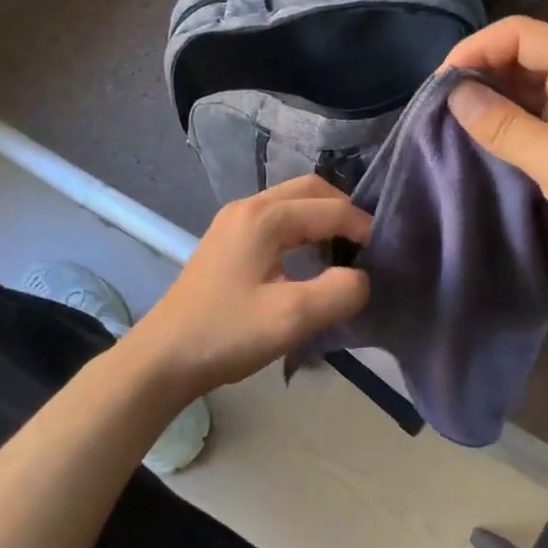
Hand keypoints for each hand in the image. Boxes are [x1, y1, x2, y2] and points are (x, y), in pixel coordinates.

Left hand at [126, 175, 371, 397]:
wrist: (163, 358)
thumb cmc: (227, 334)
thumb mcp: (292, 318)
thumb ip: (339, 292)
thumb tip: (362, 278)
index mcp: (265, 217)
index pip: (330, 209)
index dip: (363, 228)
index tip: (384, 255)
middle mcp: (248, 207)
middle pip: (309, 190)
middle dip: (343, 210)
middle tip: (366, 244)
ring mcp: (233, 221)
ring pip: (291, 202)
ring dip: (321, 217)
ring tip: (344, 251)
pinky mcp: (226, 240)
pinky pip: (275, 218)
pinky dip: (301, 228)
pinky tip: (308, 259)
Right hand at [443, 17, 547, 303]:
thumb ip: (503, 124)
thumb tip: (453, 93)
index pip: (521, 35)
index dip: (475, 50)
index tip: (437, 84)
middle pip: (523, 55)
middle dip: (481, 74)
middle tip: (439, 106)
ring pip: (528, 86)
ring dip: (492, 99)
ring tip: (451, 122)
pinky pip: (538, 114)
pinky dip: (509, 122)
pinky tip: (481, 138)